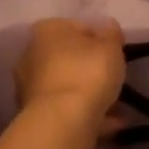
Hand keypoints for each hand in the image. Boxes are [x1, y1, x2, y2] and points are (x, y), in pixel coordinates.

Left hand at [15, 19, 125, 137]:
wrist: (62, 121)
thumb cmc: (87, 73)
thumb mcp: (111, 47)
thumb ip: (112, 35)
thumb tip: (108, 27)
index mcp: (47, 30)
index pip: (79, 27)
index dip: (101, 38)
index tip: (116, 53)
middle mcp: (31, 54)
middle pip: (69, 57)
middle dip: (91, 67)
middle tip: (115, 78)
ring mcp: (30, 86)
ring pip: (68, 85)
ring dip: (89, 92)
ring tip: (117, 105)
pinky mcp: (36, 114)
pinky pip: (67, 108)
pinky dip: (86, 112)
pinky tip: (111, 121)